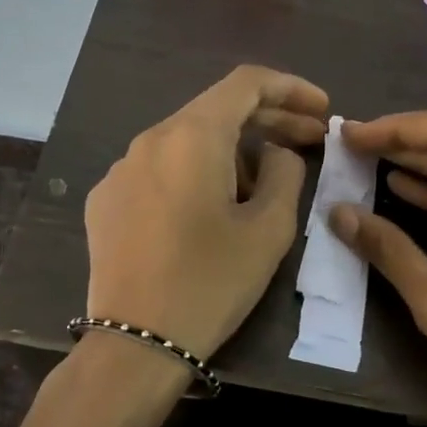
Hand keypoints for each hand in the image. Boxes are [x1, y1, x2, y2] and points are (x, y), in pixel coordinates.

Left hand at [85, 65, 328, 362]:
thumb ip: (285, 173)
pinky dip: (193, 174)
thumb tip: (275, 153)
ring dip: (232, 152)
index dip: (291, 88)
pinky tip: (209, 209)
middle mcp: (149, 139)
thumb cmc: (211, 282)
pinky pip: (159, 170)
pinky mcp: (105, 200)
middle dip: (268, 121)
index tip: (321, 110)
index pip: (246, 83)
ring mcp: (120, 169)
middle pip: (216, 111)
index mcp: (191, 136)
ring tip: (263, 187)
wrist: (135, 343)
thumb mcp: (269, 229)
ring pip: (187, 142)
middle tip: (310, 141)